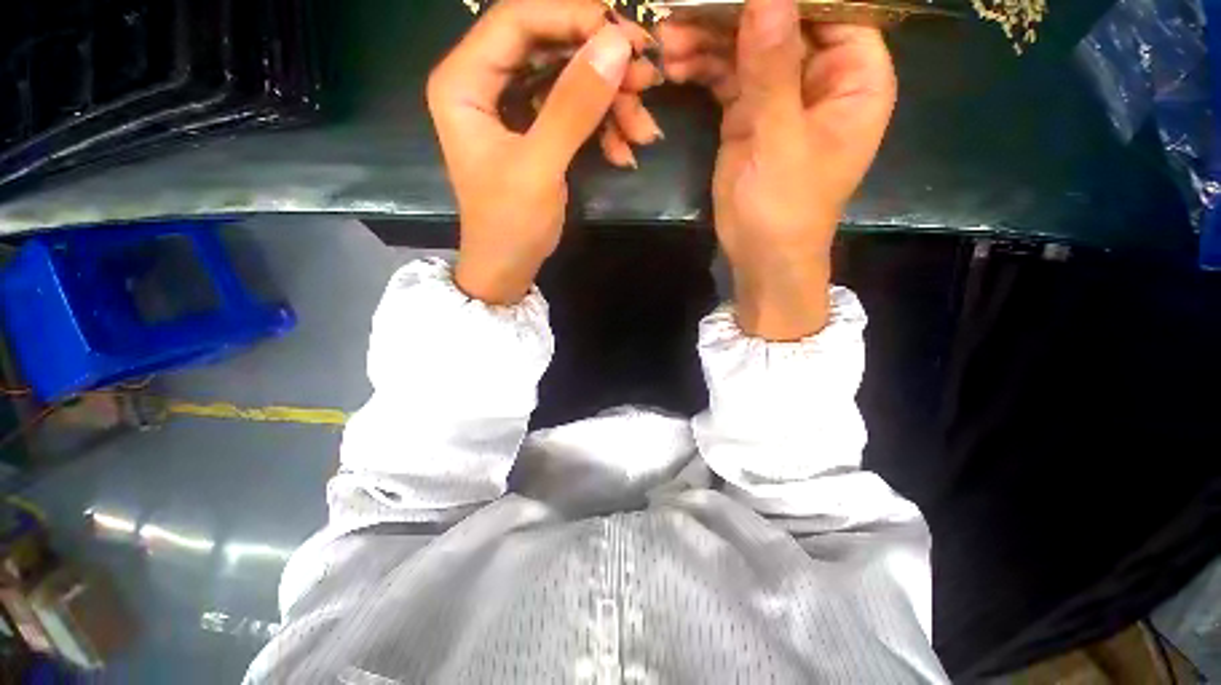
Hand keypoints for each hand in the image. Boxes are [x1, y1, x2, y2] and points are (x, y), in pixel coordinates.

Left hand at [427, 0, 662, 304]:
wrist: (508, 267)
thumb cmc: (510, 224)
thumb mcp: (540, 167)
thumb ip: (573, 107)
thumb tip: (617, 44)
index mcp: (465, 81)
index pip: (518, 20)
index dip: (573, 17)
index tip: (626, 36)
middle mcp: (485, 83)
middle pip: (550, 46)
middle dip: (602, 66)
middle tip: (648, 81)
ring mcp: (513, 107)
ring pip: (569, 80)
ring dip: (611, 103)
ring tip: (644, 131)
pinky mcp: (536, 130)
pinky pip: (574, 112)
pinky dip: (603, 128)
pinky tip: (624, 152)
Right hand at [659, 0, 895, 338]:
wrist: (760, 255)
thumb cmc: (786, 209)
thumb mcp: (781, 141)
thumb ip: (773, 71)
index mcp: (854, 76)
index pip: (833, 7)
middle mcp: (820, 77)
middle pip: (782, 21)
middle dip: (734, 13)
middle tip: (687, 7)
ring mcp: (780, 95)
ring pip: (748, 46)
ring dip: (708, 40)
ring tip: (669, 39)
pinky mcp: (749, 115)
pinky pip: (727, 77)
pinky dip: (702, 69)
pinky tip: (675, 65)